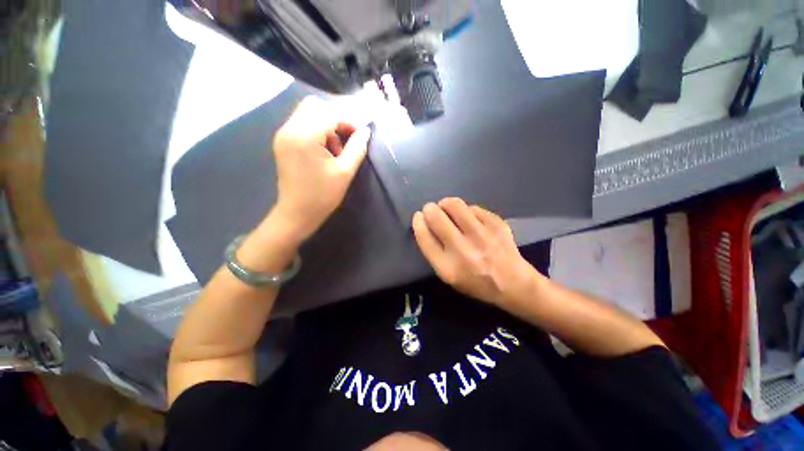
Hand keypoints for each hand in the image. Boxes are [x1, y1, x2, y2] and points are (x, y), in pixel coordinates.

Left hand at [272, 96, 371, 240]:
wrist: (297, 213)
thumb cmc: (323, 196)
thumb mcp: (345, 172)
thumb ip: (357, 148)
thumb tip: (366, 131)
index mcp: (304, 136)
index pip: (330, 114)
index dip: (349, 122)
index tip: (360, 137)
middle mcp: (289, 129)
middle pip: (315, 106)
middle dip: (335, 120)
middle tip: (345, 142)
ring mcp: (283, 134)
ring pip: (307, 113)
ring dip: (325, 125)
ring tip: (334, 151)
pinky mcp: (282, 142)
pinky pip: (301, 124)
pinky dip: (316, 131)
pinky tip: (323, 152)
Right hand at [412, 198, 538, 306]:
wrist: (513, 284)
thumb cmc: (475, 282)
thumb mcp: (448, 276)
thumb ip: (434, 251)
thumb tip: (425, 222)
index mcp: (448, 268)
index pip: (424, 237)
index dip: (418, 222)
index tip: (419, 216)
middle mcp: (463, 250)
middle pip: (436, 217)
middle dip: (429, 209)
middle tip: (432, 210)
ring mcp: (482, 235)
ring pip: (454, 205)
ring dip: (446, 204)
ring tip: (448, 209)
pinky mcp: (497, 224)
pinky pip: (472, 207)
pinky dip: (466, 211)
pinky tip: (470, 219)